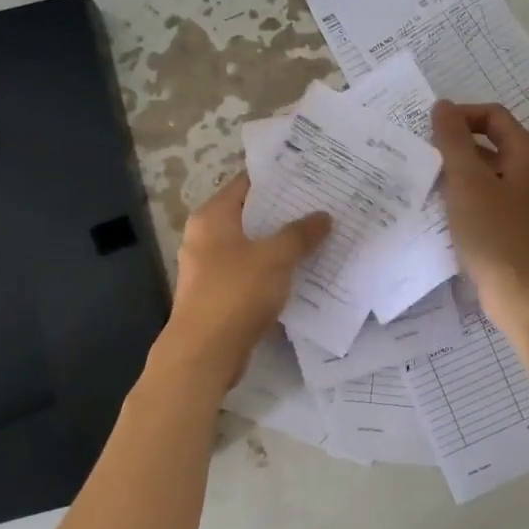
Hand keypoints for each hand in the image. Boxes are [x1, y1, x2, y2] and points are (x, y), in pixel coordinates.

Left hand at [163, 172, 330, 387]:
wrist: (204, 353)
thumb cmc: (236, 293)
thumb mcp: (275, 257)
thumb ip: (300, 234)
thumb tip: (324, 216)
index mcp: (212, 217)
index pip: (247, 183)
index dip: (278, 178)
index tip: (310, 175)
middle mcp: (205, 236)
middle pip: (250, 214)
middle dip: (285, 211)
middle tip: (322, 204)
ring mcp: (210, 267)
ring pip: (252, 245)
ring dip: (280, 242)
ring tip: (318, 235)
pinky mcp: (218, 294)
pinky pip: (251, 271)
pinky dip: (272, 268)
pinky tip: (301, 271)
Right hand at [431, 100, 528, 331]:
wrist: (523, 294)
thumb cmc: (496, 234)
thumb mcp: (468, 182)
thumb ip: (453, 141)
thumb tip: (443, 105)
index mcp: (528, 153)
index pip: (493, 116)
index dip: (461, 116)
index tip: (429, 131)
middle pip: (492, 143)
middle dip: (457, 145)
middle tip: (423, 155)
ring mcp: (526, 201)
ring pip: (489, 173)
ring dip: (460, 172)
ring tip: (428, 181)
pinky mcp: (517, 226)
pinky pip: (489, 199)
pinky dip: (468, 197)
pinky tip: (444, 210)